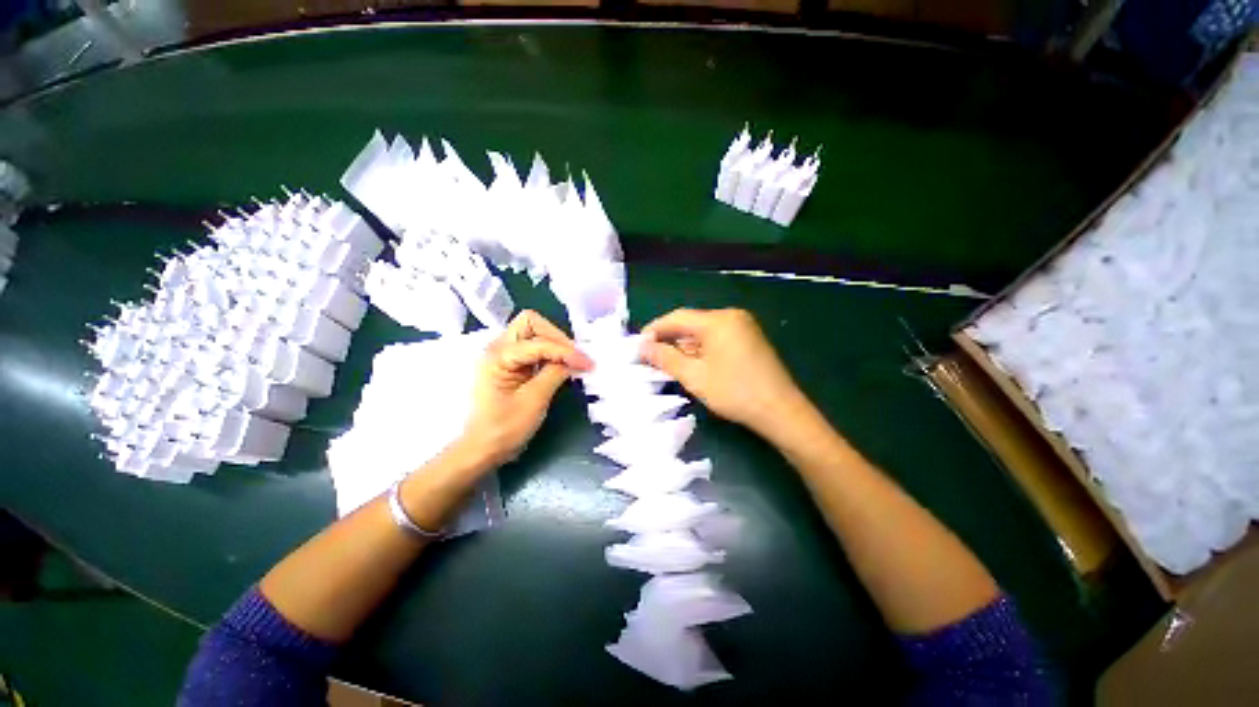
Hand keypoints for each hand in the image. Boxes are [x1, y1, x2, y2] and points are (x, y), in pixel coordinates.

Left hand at [459, 311, 592, 467]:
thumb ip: (555, 373)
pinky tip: (563, 365)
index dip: (566, 351)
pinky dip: (552, 352)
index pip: (539, 342)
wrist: (483, 449)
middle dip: (557, 336)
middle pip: (531, 323)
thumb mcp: (533, 401)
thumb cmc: (504, 429)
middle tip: (576, 356)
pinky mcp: (512, 364)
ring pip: (534, 332)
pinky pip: (535, 347)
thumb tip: (575, 360)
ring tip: (573, 360)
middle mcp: (499, 348)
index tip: (587, 364)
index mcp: (498, 356)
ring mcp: (505, 354)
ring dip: (556, 343)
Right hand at [640, 308, 805, 437]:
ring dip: (685, 346)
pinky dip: (701, 349)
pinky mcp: (749, 339)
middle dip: (669, 339)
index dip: (655, 329)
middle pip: (691, 323)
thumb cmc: (734, 392)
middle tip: (651, 356)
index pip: (677, 317)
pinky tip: (692, 363)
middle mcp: (731, 317)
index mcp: (718, 320)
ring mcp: (743, 327)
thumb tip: (643, 346)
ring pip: (704, 332)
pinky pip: (717, 338)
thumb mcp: (694, 377)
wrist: (781, 411)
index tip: (638, 344)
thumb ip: (666, 358)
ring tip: (667, 363)